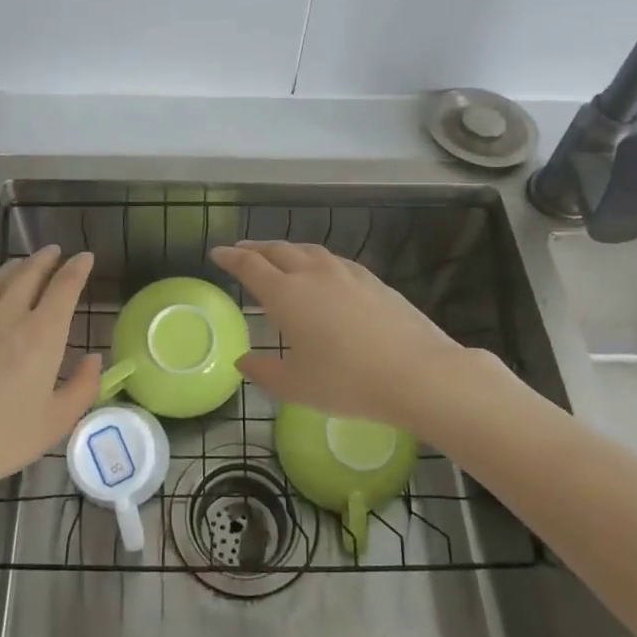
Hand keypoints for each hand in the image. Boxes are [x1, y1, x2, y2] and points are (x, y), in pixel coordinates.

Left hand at [0, 246, 100, 511]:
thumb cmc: (0, 438)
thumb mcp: (56, 422)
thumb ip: (83, 387)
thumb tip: (94, 359)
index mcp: (42, 333)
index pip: (65, 286)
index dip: (78, 268)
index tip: (85, 257)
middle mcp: (8, 314)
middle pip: (29, 272)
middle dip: (45, 258)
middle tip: (54, 252)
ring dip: (14, 267)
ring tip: (21, 265)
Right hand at [209, 241, 510, 445]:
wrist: (419, 373)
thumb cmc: (348, 383)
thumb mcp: (297, 387)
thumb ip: (264, 372)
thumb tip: (243, 361)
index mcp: (286, 295)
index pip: (250, 266)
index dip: (230, 257)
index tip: (217, 253)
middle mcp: (313, 274)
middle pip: (277, 250)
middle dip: (255, 249)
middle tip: (241, 251)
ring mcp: (346, 273)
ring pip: (308, 250)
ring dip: (286, 250)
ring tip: (278, 257)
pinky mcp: (372, 280)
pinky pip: (333, 261)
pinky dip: (315, 260)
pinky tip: (322, 273)